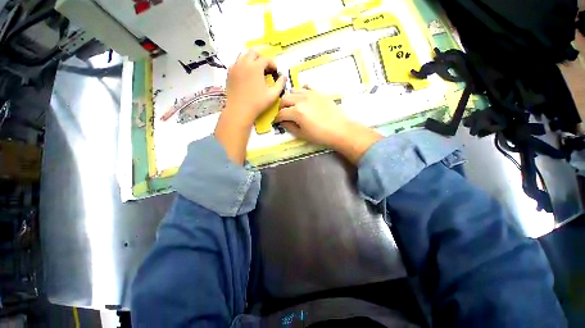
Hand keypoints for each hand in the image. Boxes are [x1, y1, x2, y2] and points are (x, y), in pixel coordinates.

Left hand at [224, 50, 286, 125]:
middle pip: (253, 52)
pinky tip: (246, 75)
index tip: (275, 71)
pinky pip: (236, 63)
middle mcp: (244, 63)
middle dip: (261, 58)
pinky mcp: (229, 73)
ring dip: (251, 60)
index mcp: (256, 67)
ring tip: (256, 71)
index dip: (272, 64)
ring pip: (243, 56)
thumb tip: (284, 77)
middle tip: (265, 68)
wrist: (239, 110)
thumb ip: (280, 84)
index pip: (266, 59)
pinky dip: (242, 65)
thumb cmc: (258, 103)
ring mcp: (235, 67)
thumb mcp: (273, 95)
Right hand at [275, 87, 381, 163]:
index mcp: (296, 112)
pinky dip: (302, 91)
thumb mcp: (302, 134)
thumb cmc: (320, 135)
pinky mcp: (319, 92)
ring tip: (292, 105)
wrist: (340, 129)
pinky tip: (303, 97)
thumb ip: (290, 127)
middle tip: (284, 114)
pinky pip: (307, 87)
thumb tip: (283, 121)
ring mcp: (310, 94)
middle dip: (281, 107)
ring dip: (290, 98)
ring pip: (294, 90)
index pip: (281, 113)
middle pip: (284, 99)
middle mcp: (301, 100)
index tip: (277, 121)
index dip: (277, 118)